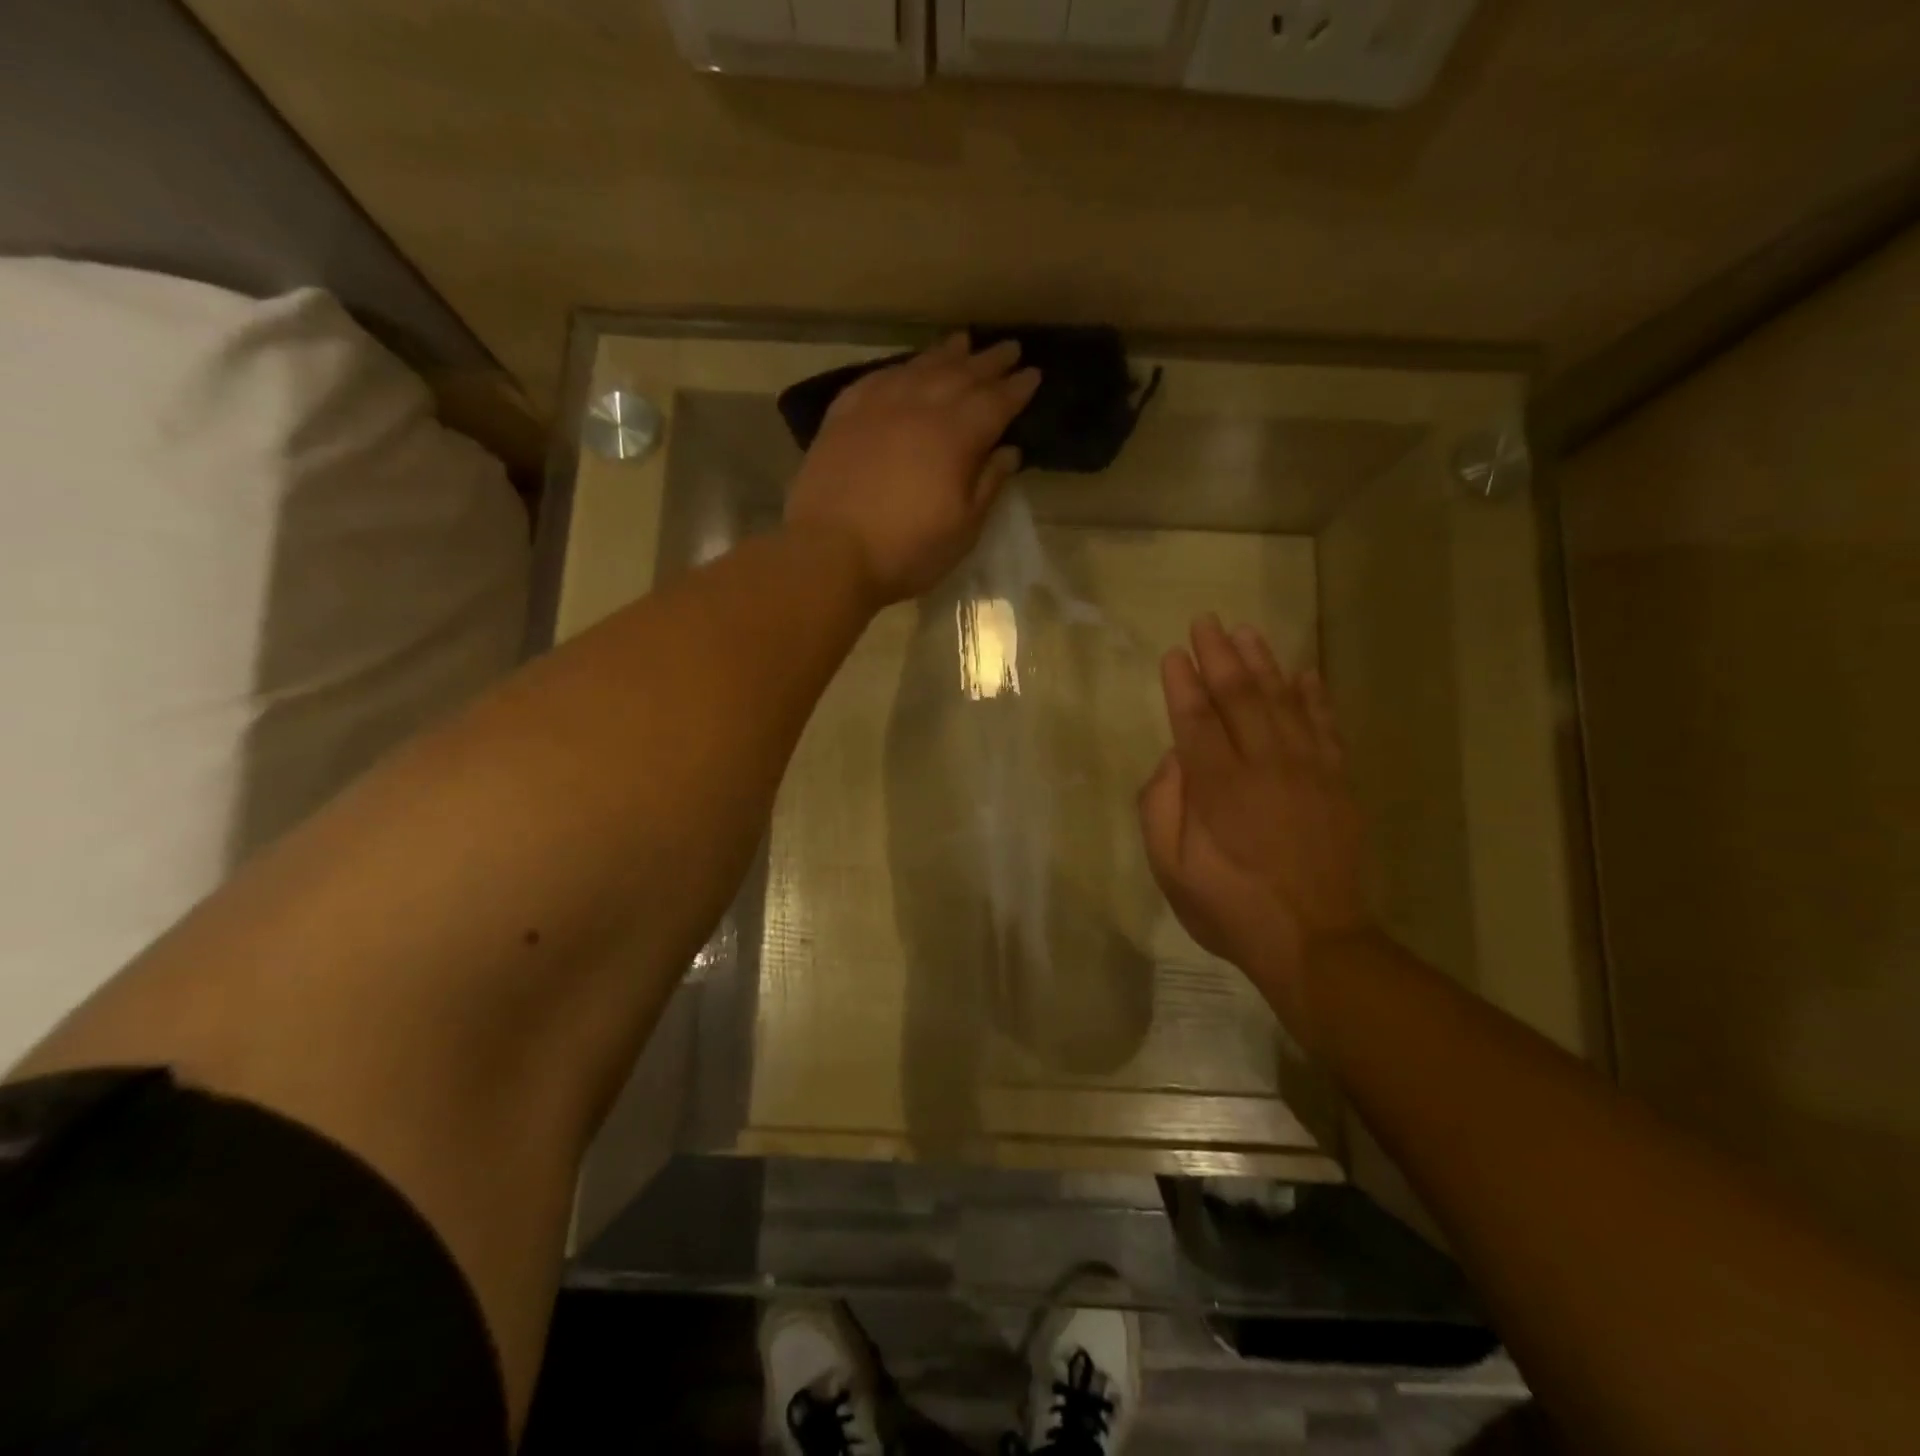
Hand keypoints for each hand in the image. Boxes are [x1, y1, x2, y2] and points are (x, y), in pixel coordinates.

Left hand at [785, 334, 1041, 605]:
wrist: (829, 554)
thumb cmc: (906, 552)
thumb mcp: (962, 529)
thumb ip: (988, 485)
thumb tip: (1009, 451)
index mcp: (955, 437)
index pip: (995, 402)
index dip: (1017, 388)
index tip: (1034, 373)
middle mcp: (919, 409)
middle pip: (960, 375)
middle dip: (988, 361)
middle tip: (1009, 348)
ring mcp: (877, 408)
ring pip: (918, 368)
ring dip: (945, 354)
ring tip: (963, 341)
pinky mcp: (842, 417)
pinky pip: (877, 379)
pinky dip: (898, 368)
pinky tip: (905, 368)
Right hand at [1138, 615, 1370, 1032]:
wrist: (1315, 942)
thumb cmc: (1230, 908)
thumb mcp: (1171, 870)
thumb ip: (1161, 807)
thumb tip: (1173, 759)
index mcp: (1217, 787)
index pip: (1195, 718)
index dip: (1183, 682)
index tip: (1174, 653)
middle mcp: (1262, 765)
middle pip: (1240, 697)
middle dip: (1220, 655)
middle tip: (1206, 622)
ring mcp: (1307, 771)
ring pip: (1283, 701)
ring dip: (1264, 663)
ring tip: (1247, 632)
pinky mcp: (1337, 783)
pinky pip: (1326, 727)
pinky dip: (1315, 696)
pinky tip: (1305, 672)